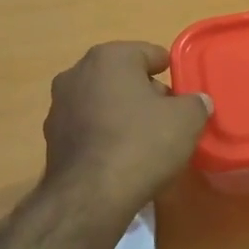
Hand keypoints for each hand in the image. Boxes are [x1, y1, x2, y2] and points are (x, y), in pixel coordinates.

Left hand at [43, 42, 211, 211]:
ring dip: (121, 114)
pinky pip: (88, 127)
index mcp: (109, 57)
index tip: (183, 93)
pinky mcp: (52, 137)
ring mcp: (59, 105)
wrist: (91, 195)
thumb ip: (196, 104)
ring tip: (144, 140)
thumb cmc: (142, 144)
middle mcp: (77, 73)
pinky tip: (119, 157)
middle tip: (167, 118)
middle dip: (144, 93)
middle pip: (122, 77)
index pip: (149, 53)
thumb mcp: (186, 121)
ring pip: (102, 101)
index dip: (170, 72)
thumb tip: (197, 102)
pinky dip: (103, 135)